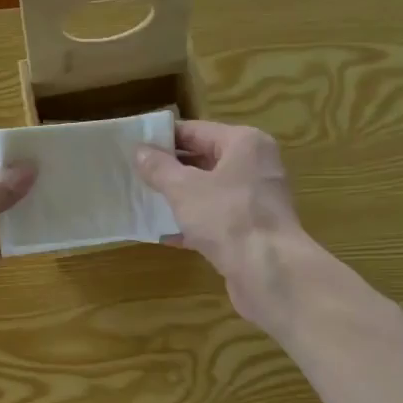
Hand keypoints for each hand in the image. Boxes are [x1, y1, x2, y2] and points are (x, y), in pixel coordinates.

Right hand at [134, 121, 312, 327]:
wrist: (269, 271)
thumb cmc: (227, 217)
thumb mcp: (183, 189)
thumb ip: (159, 168)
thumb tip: (140, 151)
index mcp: (244, 143)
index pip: (196, 131)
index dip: (164, 138)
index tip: (134, 146)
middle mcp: (255, 166)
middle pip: (205, 160)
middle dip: (170, 169)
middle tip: (134, 174)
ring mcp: (256, 200)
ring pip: (210, 191)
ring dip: (179, 198)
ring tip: (144, 202)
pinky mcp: (253, 230)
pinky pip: (217, 219)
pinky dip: (193, 224)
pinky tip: (164, 234)